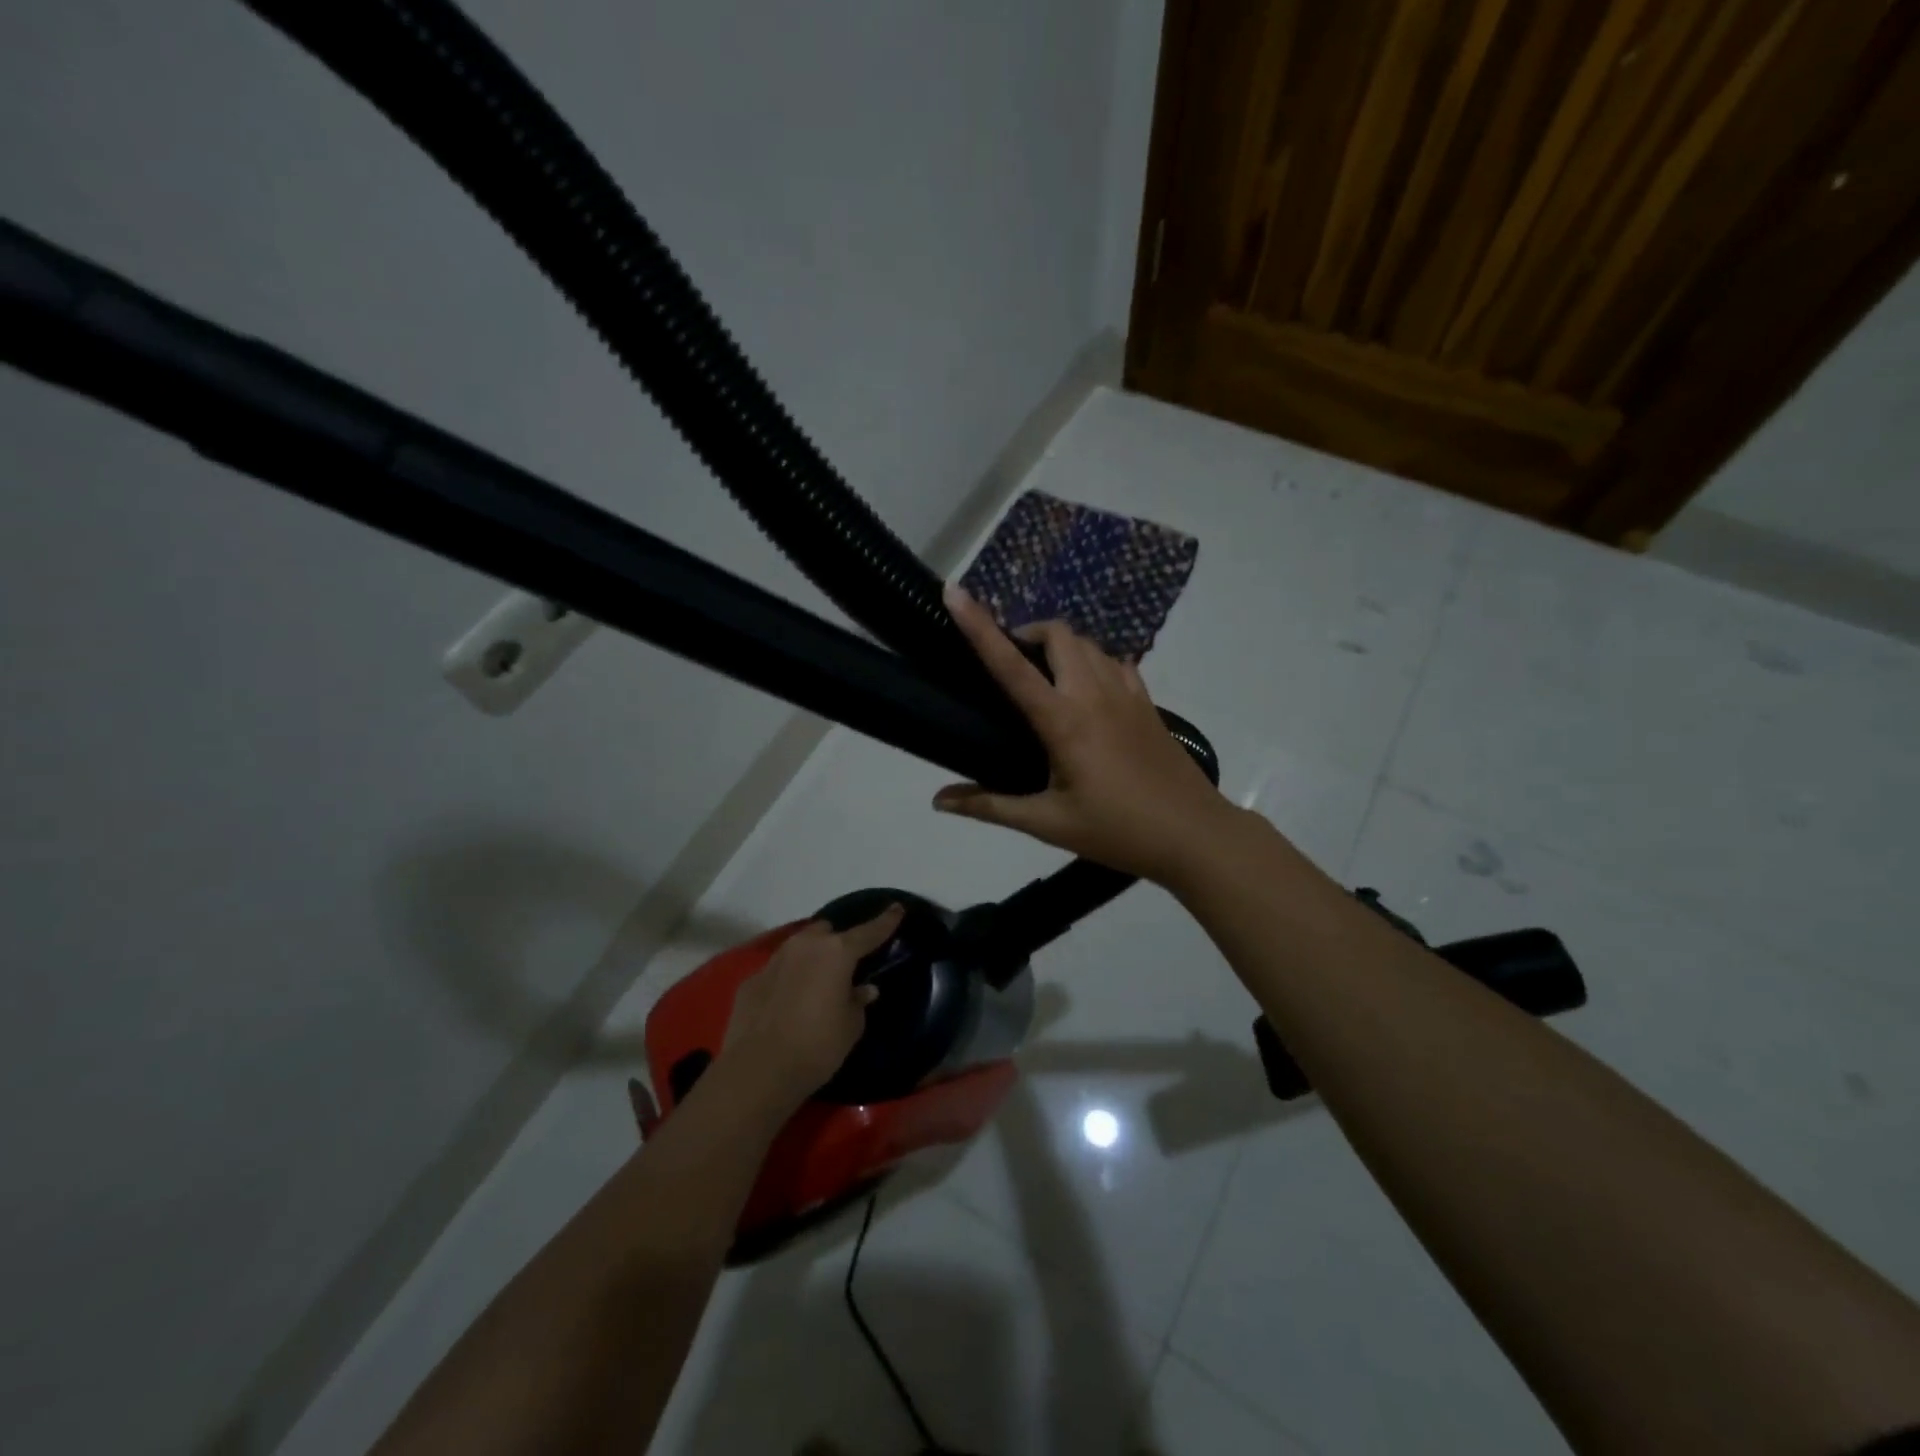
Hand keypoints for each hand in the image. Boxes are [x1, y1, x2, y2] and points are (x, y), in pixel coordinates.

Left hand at [718, 904, 904, 1110]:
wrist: (758, 1070)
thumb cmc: (817, 1046)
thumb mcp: (851, 1026)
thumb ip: (858, 1001)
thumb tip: (864, 989)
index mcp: (836, 953)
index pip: (869, 931)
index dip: (885, 921)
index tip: (897, 907)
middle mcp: (804, 946)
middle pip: (826, 932)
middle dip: (836, 942)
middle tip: (845, 965)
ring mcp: (774, 960)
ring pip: (798, 947)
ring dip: (810, 959)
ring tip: (816, 984)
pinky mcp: (751, 980)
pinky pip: (776, 972)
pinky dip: (786, 981)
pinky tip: (787, 1005)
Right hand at [932, 584, 1236, 883]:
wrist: (1193, 834)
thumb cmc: (1117, 830)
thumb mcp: (1048, 824)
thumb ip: (990, 807)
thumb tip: (938, 801)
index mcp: (1063, 720)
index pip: (1011, 664)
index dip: (979, 626)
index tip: (955, 592)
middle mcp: (1094, 693)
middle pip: (1058, 633)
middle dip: (1027, 632)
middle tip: (1010, 660)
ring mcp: (1126, 693)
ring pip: (1088, 643)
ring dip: (1060, 645)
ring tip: (1044, 674)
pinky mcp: (1147, 702)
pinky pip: (1115, 661)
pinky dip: (1092, 660)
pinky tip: (1087, 689)